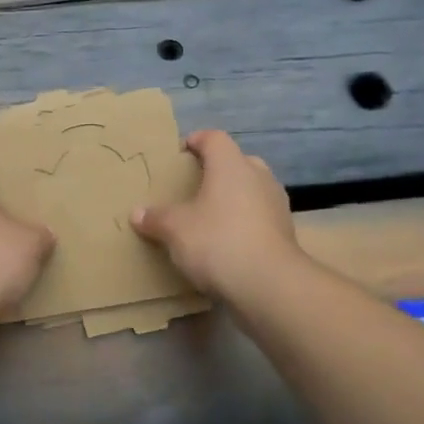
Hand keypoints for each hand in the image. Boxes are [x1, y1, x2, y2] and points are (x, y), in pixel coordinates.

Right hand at [130, 129, 300, 299]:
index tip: (181, 153)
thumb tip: (136, 213)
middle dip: (218, 170)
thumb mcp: (175, 230)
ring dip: (235, 197)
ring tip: (212, 214)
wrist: (269, 285)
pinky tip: (229, 241)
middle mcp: (258, 177)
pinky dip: (246, 222)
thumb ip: (156, 218)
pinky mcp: (286, 232)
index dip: (196, 140)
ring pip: (253, 189)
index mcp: (231, 165)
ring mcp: (276, 204)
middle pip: (237, 161)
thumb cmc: (217, 241)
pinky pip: (261, 216)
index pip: (214, 138)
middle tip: (196, 185)